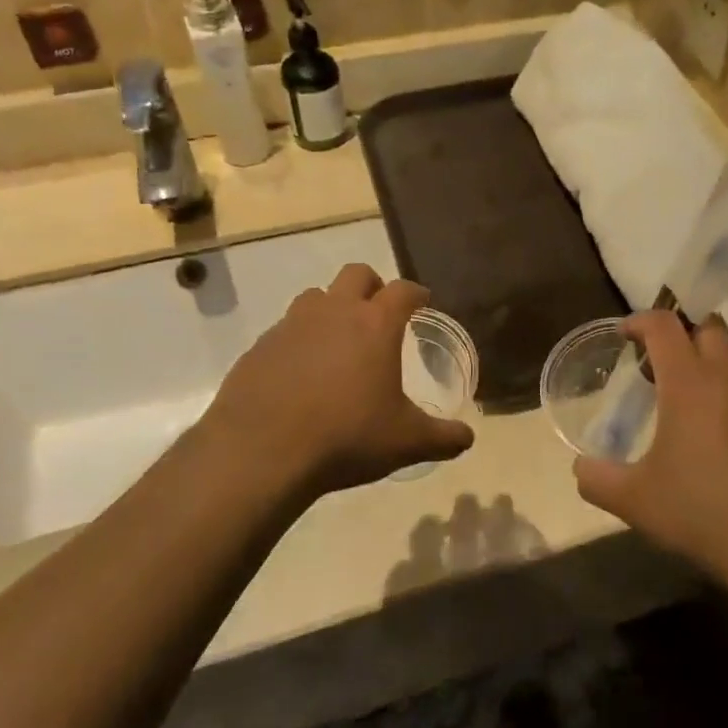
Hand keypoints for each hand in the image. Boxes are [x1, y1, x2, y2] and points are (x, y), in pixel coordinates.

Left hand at [195, 264, 473, 494]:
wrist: (261, 452)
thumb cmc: (346, 437)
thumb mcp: (405, 442)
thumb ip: (442, 437)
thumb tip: (468, 438)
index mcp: (375, 324)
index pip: (403, 290)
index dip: (416, 293)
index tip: (422, 301)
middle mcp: (334, 311)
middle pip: (357, 274)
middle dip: (372, 286)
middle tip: (379, 312)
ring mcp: (291, 325)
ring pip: (316, 296)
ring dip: (331, 307)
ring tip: (338, 340)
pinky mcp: (259, 346)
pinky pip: (285, 329)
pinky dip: (299, 340)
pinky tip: (300, 373)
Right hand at [574, 312, 727, 582]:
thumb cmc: (704, 511)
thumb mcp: (636, 501)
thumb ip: (599, 480)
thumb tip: (580, 469)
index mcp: (690, 384)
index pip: (665, 326)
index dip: (640, 320)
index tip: (624, 334)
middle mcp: (727, 382)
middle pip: (708, 329)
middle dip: (681, 333)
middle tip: (654, 362)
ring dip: (704, 368)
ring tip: (678, 406)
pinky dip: (723, 400)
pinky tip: (711, 443)